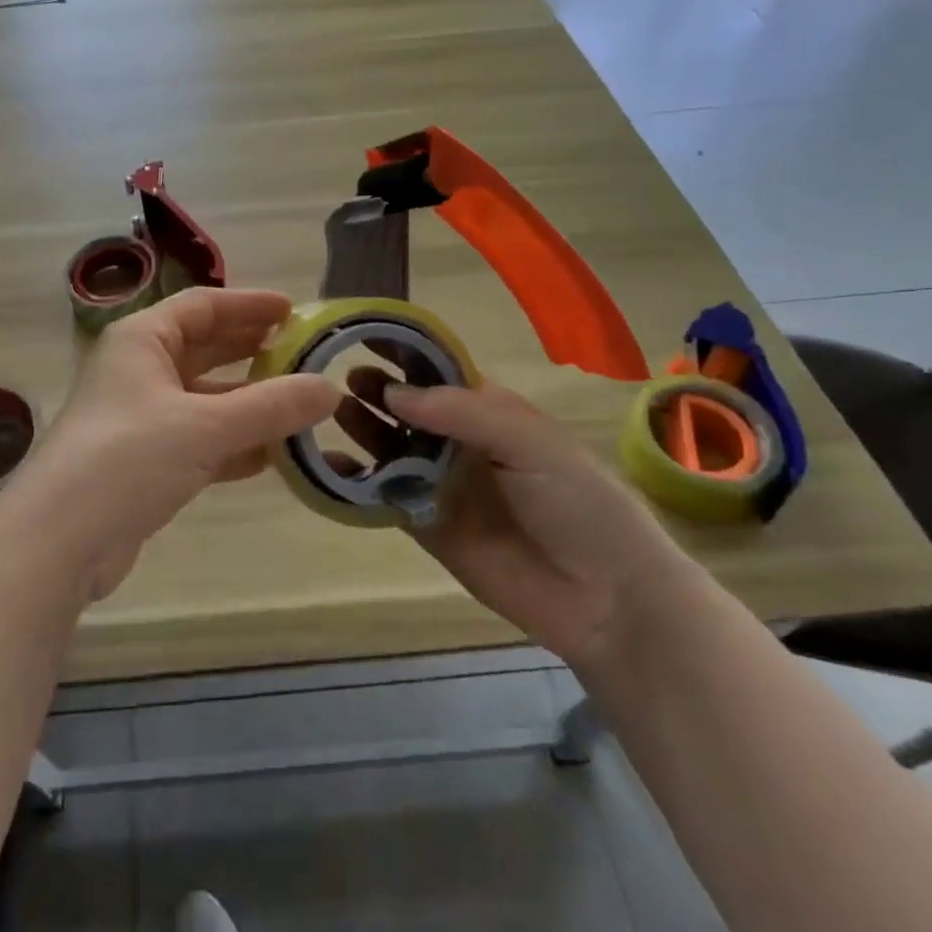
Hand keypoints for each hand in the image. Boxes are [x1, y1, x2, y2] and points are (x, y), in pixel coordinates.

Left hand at [6, 289, 338, 601]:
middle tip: (303, 354)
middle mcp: (138, 371)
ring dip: (249, 403)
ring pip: (205, 399)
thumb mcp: (206, 426)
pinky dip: (234, 443)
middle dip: (252, 351)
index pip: (202, 306)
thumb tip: (331, 388)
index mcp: (142, 340)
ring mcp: (140, 418)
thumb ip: (271, 406)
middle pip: (204, 349)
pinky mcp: (144, 463)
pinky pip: (199, 440)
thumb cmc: (129, 457)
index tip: (293, 310)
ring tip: (301, 406)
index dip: (248, 305)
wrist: (60, 540)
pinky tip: (273, 455)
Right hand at [336, 372, 690, 666]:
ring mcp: (438, 483)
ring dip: (360, 426)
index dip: (402, 351)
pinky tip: (326, 464)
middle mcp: (457, 441)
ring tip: (332, 411)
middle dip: (375, 388)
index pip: (436, 370)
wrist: (604, 599)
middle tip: (339, 378)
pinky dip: (352, 479)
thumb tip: (393, 393)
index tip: (361, 332)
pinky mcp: (424, 524)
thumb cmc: (578, 503)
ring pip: (388, 446)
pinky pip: (380, 495)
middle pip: (405, 406)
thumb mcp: (530, 442)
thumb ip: (463, 412)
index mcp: (486, 411)